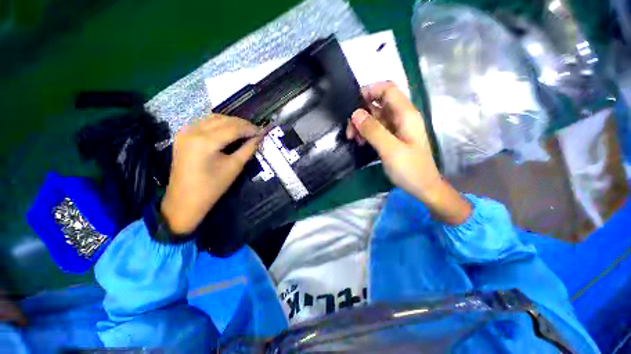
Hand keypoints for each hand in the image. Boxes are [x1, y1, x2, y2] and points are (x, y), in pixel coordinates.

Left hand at [161, 115, 262, 233]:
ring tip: (244, 130)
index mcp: (205, 142)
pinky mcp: (182, 135)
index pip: (233, 128)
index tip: (263, 131)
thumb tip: (259, 137)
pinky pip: (203, 123)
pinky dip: (218, 124)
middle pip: (223, 120)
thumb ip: (248, 149)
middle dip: (242, 124)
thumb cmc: (212, 187)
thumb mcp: (234, 167)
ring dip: (231, 122)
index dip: (250, 128)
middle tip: (255, 131)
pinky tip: (228, 131)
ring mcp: (185, 132)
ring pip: (213, 118)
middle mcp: (193, 131)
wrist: (185, 200)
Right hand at [347, 82, 470, 223]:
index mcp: (406, 114)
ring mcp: (396, 128)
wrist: (423, 188)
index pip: (388, 89)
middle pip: (378, 103)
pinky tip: (360, 142)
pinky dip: (366, 133)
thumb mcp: (390, 150)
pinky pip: (376, 129)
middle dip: (361, 113)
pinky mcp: (392, 138)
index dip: (370, 90)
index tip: (353, 104)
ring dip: (361, 125)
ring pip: (374, 117)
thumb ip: (373, 130)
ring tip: (354, 139)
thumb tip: (355, 113)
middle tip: (350, 130)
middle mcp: (401, 117)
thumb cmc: (410, 169)